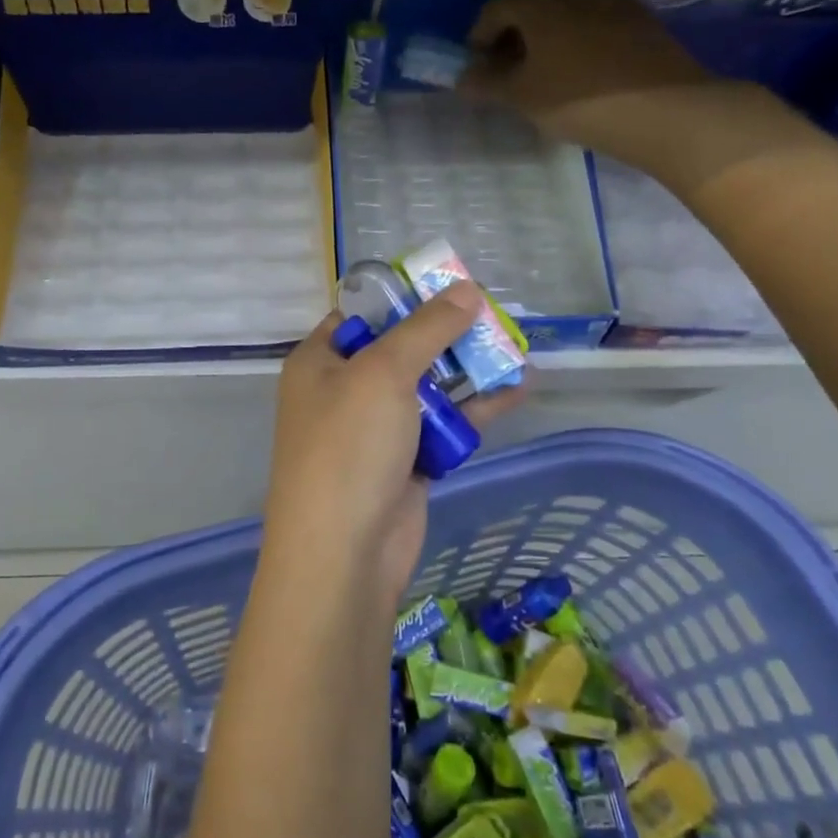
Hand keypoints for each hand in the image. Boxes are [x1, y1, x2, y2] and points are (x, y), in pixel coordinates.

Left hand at [264, 284, 525, 603]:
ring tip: (513, 345)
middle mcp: (343, 390)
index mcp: (319, 361)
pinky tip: (518, 388)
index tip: (448, 284)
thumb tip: (466, 289)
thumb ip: (425, 329)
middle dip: (445, 332)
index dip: (402, 297)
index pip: (359, 314)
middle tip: (491, 314)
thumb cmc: (348, 447)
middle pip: (399, 348)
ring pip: (427, 386)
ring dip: (467, 368)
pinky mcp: (406, 461)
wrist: (344, 553)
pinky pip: (443, 424)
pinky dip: (475, 408)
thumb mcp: (383, 374)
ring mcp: (375, 429)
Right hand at [459, 0, 811, 194]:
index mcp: (540, 1)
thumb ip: (486, 84)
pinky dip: (574, 41)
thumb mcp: (522, 97)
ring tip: (541, 74)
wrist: (665, 110)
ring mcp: (612, 1)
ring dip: (544, 38)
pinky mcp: (640, 19)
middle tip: (505, 71)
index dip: (478, 38)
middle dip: (512, 36)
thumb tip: (463, 78)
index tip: (476, 67)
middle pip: (531, 6)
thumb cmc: (579, 100)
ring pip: (563, 13)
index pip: (496, 9)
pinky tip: (577, 72)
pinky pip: (592, 23)